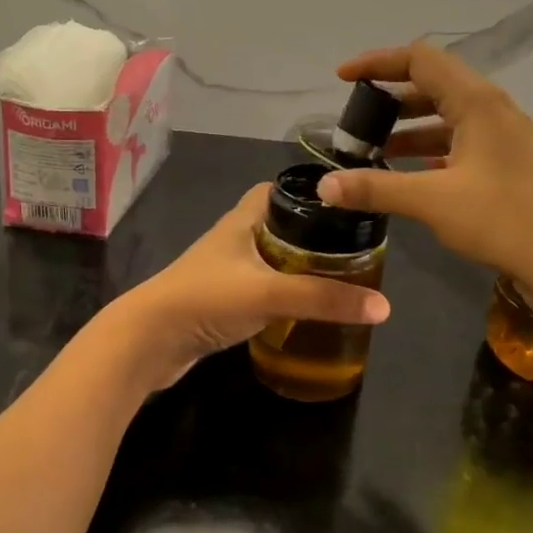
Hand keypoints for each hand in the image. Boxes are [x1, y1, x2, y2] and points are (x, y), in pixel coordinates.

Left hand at [116, 184, 389, 387]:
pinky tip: (303, 312)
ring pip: (269, 262)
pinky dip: (281, 296)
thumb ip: (325, 299)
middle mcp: (232, 241)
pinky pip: (259, 291)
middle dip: (311, 237)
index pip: (275, 191)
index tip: (343, 207)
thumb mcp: (271, 293)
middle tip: (350, 250)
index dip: (307, 194)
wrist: (148, 342)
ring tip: (337, 280)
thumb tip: (384, 306)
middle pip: (278, 228)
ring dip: (297, 268)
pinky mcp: (220, 303)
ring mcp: (223, 273)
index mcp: (241, 221)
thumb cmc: (206, 299)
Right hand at [315, 42, 532, 318]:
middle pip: (433, 84)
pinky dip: (431, 149)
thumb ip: (375, 188)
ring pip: (447, 115)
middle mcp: (492, 108)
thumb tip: (323, 187)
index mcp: (476, 101)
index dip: (377, 63)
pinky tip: (411, 173)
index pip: (419, 59)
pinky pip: (460, 140)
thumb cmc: (501, 219)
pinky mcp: (508, 161)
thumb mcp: (431, 201)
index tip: (342, 78)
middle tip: (357, 120)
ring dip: (409, 127)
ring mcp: (504, 135)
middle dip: (390, 97)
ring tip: (374, 149)